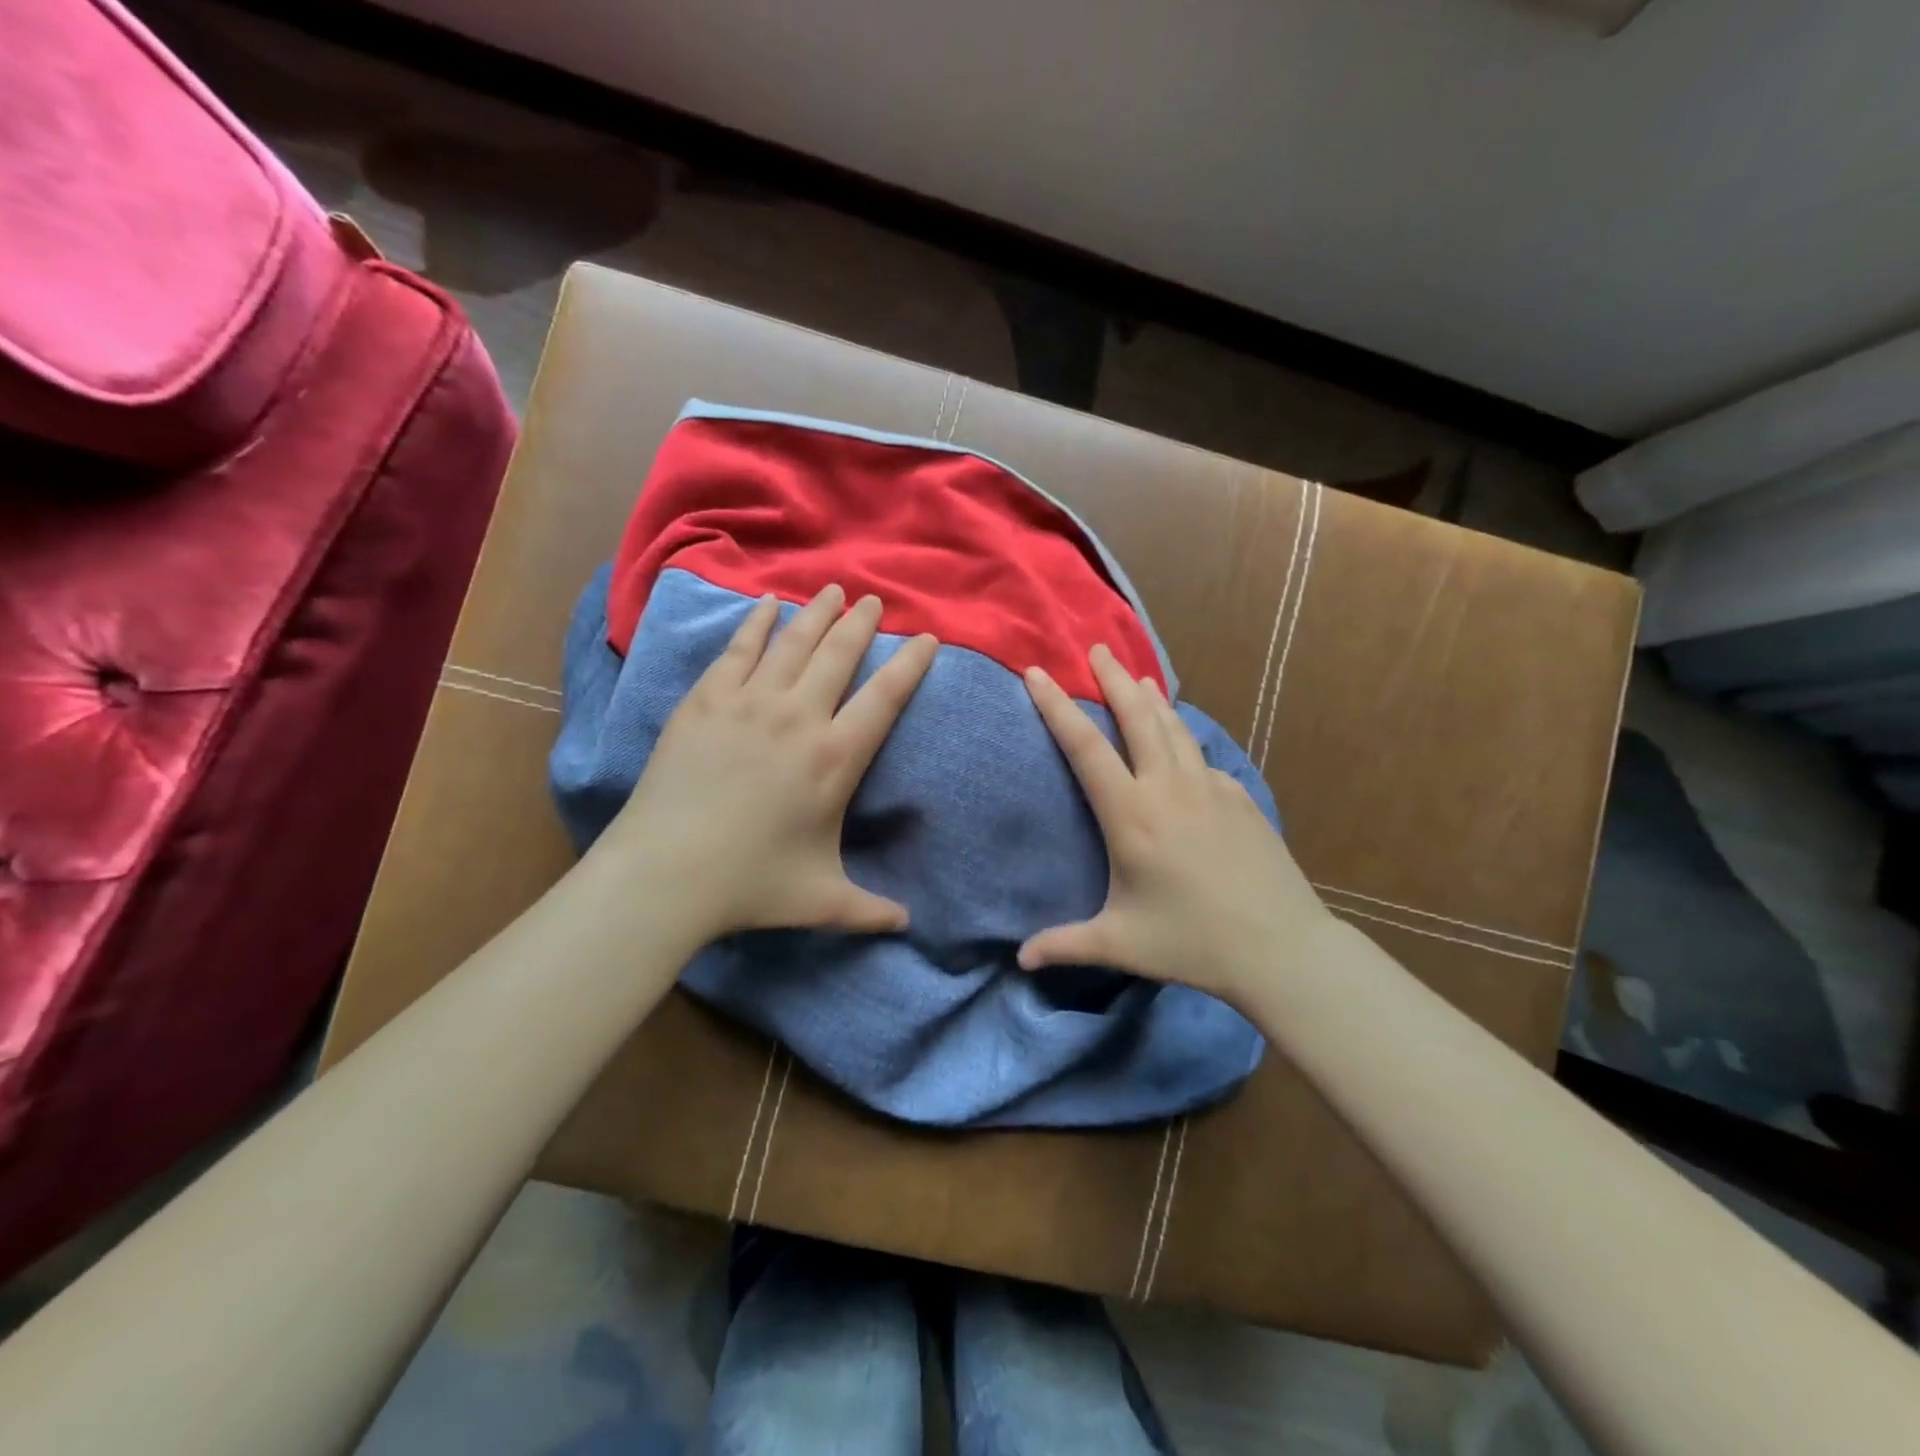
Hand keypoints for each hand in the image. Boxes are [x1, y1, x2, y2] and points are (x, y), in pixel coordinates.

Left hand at [599, 584, 936, 941]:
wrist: (667, 873)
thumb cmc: (751, 885)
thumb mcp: (822, 901)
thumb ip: (870, 910)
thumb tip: (907, 926)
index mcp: (836, 759)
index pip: (885, 697)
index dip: (911, 664)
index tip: (927, 639)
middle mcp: (799, 718)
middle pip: (840, 655)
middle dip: (863, 624)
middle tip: (876, 599)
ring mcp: (749, 703)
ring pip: (793, 643)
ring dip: (818, 613)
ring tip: (834, 590)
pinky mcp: (706, 701)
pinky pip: (739, 649)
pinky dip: (756, 622)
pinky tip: (768, 604)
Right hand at [1018, 644, 1332, 1005]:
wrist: (1280, 947)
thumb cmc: (1191, 943)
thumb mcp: (1120, 944)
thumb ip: (1065, 945)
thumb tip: (1019, 961)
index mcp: (1132, 815)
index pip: (1085, 747)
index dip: (1057, 707)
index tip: (1037, 673)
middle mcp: (1168, 788)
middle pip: (1136, 716)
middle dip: (1113, 678)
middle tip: (1097, 649)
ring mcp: (1209, 787)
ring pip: (1173, 726)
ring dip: (1151, 697)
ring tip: (1138, 675)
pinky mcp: (1238, 796)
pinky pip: (1200, 755)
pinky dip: (1182, 735)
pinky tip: (1180, 740)